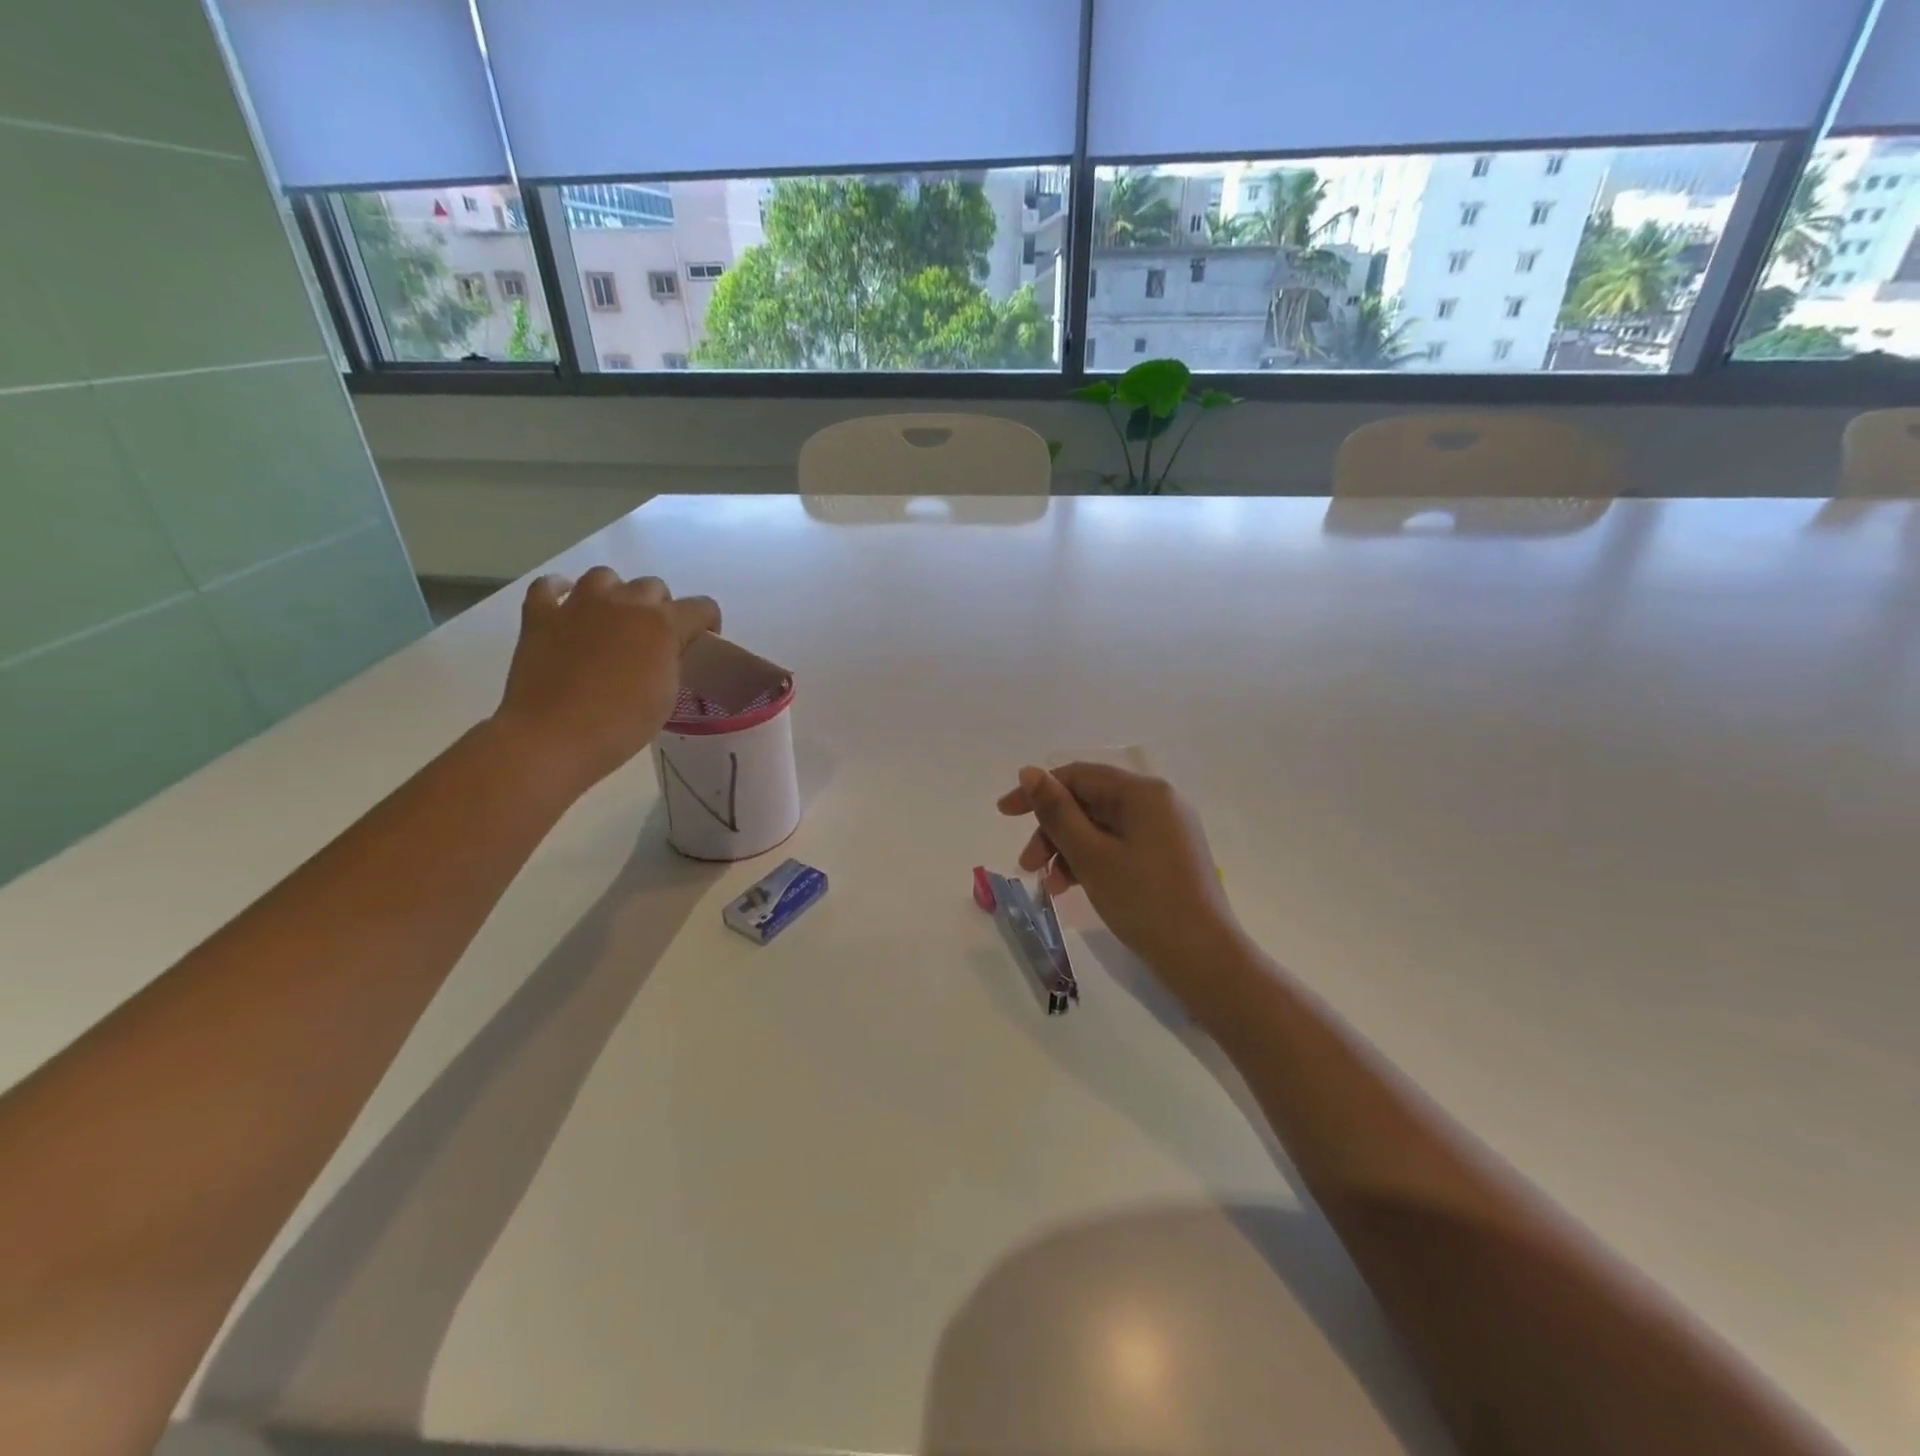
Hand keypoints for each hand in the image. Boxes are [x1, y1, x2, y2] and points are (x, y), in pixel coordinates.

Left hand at [491, 567, 720, 799]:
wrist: (554, 736)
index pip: (701, 607)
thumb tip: (666, 652)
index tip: (702, 642)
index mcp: (662, 624)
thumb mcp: (667, 695)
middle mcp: (624, 603)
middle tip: (653, 637)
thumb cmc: (621, 724)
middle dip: (659, 606)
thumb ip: (671, 662)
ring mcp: (578, 605)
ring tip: (611, 618)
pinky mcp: (540, 616)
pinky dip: (558, 592)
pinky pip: (547, 587)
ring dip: (614, 593)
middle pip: (652, 586)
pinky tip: (564, 607)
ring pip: (604, 576)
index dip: (707, 623)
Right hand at [997, 763, 1238, 982]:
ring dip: (1069, 850)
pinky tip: (1074, 888)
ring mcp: (1166, 831)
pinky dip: (1093, 862)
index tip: (1004, 814)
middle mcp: (1159, 802)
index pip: (1079, 776)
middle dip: (1053, 830)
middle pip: (1090, 802)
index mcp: (1144, 792)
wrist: (1204, 959)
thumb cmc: (1143, 901)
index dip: (1038, 792)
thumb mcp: (1091, 855)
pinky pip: (1119, 846)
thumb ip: (1057, 812)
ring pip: (1102, 827)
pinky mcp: (1168, 857)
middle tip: (1028, 865)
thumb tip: (1029, 772)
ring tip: (1051, 886)